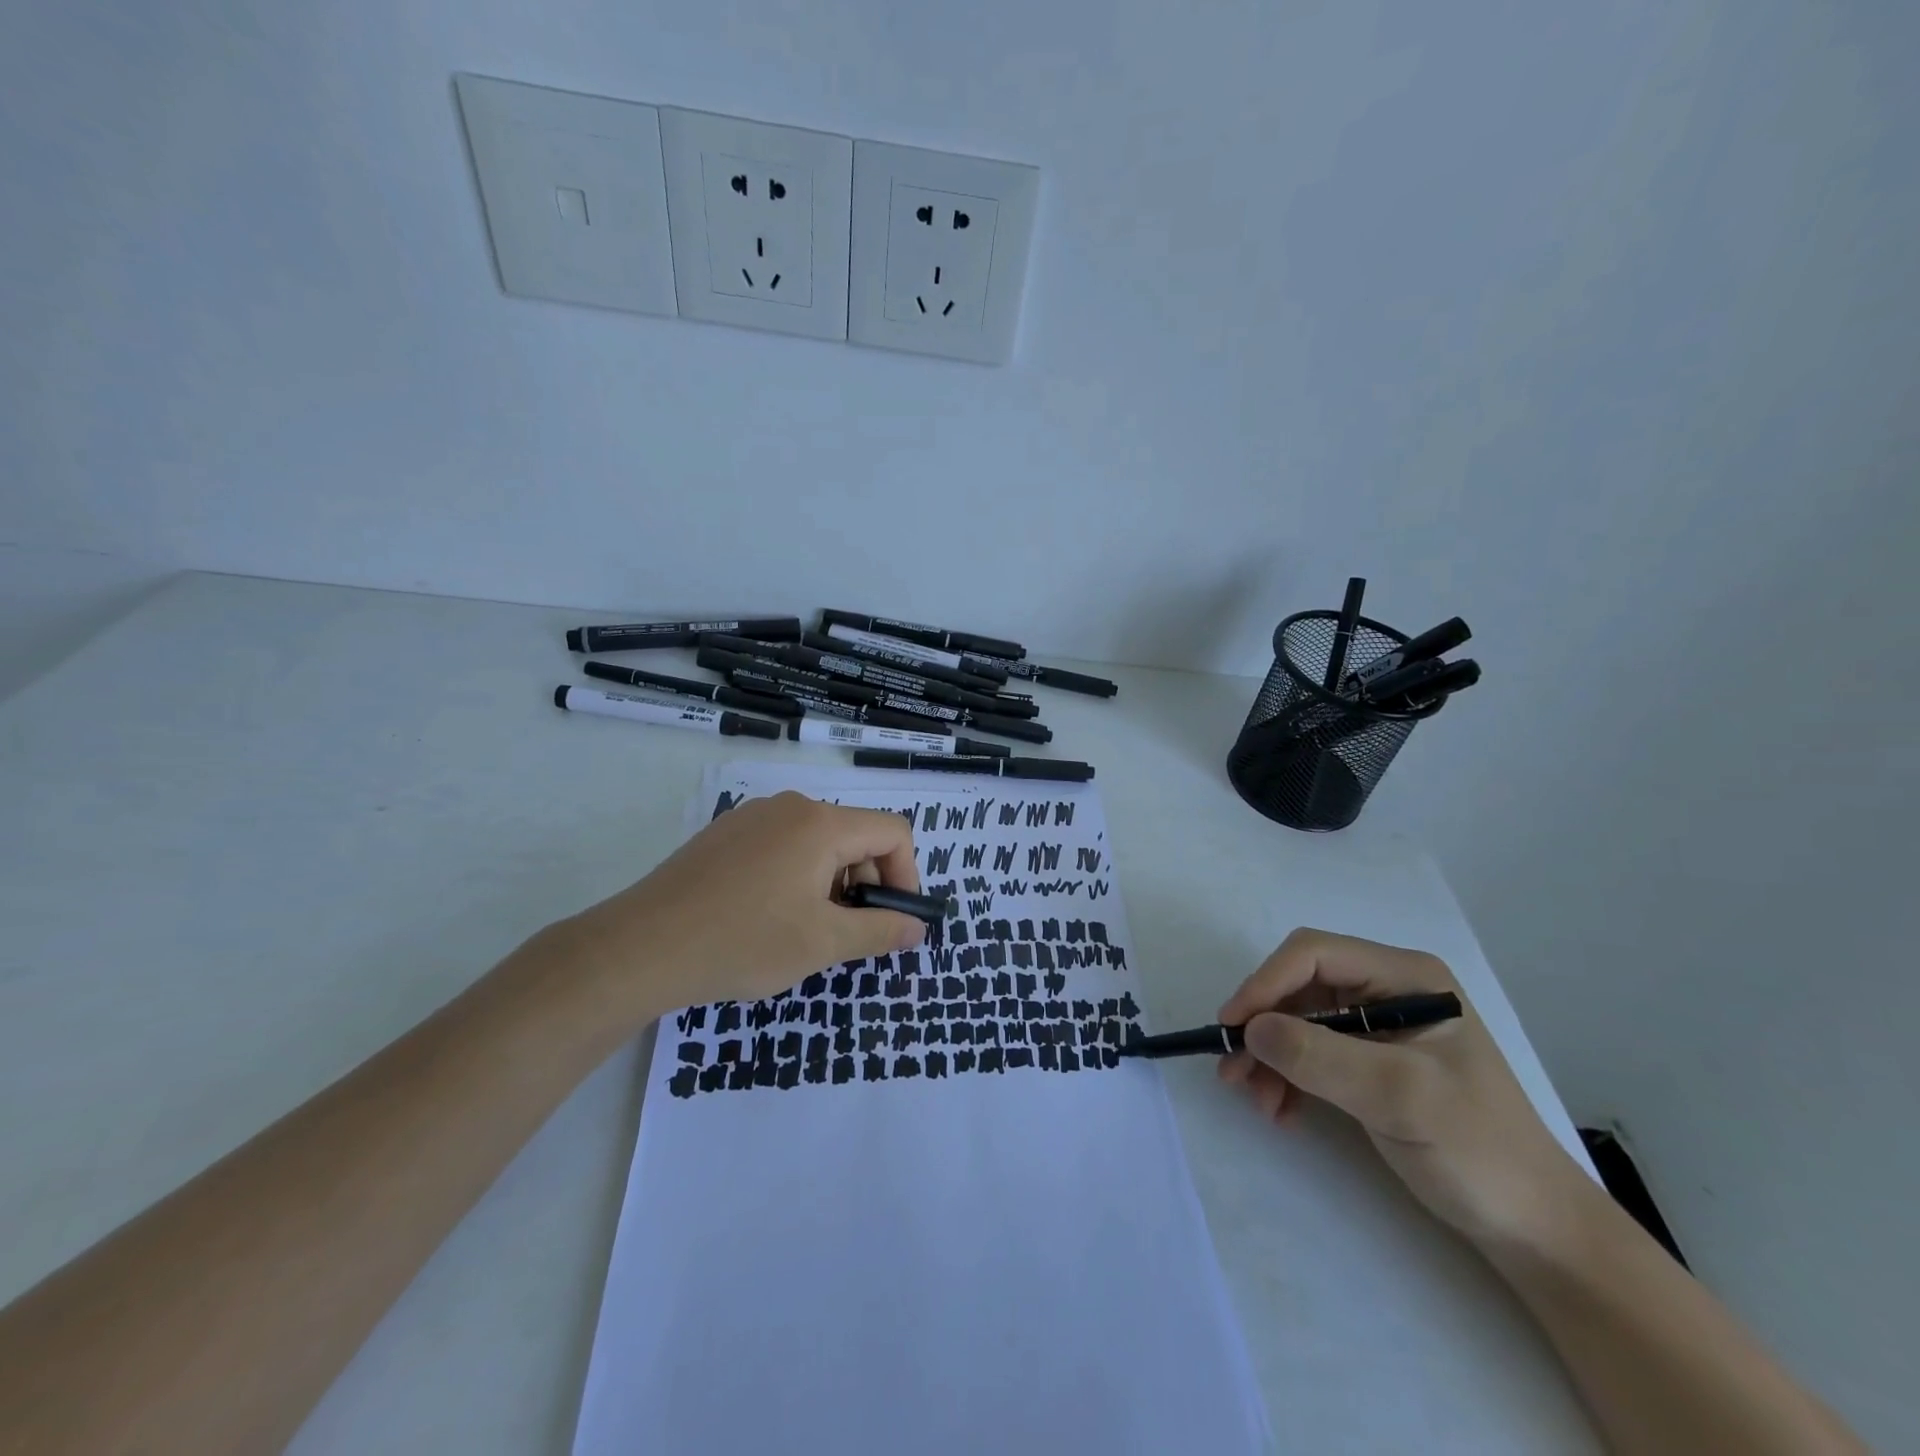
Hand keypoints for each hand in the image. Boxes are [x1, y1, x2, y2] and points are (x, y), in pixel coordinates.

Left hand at [560, 792, 927, 1017]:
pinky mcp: (725, 834)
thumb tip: (917, 928)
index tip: (892, 920)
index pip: (893, 832)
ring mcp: (752, 817)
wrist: (639, 947)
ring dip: (831, 883)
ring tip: (805, 931)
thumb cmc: (742, 941)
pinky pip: (782, 846)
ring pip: (818, 842)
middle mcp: (790, 807)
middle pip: (855, 835)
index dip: (906, 876)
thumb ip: (880, 931)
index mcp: (820, 824)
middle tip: (846, 934)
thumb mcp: (822, 944)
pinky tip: (768, 917)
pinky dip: (797, 876)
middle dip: (866, 883)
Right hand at [1217, 928, 1587, 1250]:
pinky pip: (1309, 1052)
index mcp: (1404, 977)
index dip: (1266, 983)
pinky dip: (1286, 1076)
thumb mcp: (1401, 1098)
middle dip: (1264, 1027)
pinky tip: (1282, 1110)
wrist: (1535, 1230)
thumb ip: (1322, 1057)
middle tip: (1234, 1071)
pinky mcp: (1369, 1061)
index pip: (1313, 954)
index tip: (1232, 1028)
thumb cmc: (1479, 1151)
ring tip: (1258, 1101)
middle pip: (1299, 987)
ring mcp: (1377, 1026)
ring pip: (1296, 1021)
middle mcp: (1386, 990)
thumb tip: (1250, 1029)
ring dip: (1269, 1056)